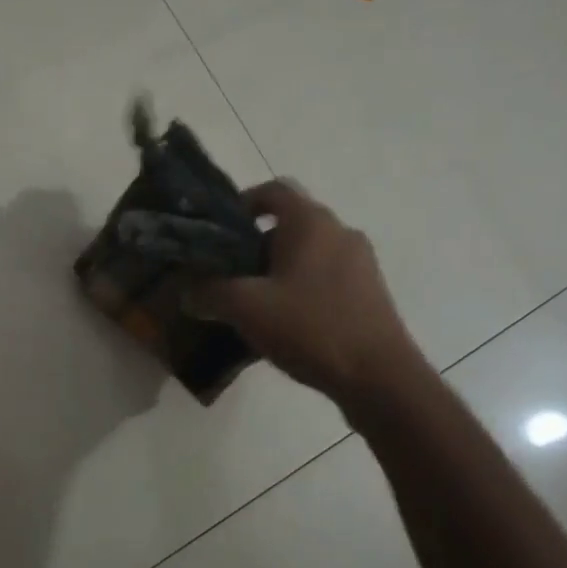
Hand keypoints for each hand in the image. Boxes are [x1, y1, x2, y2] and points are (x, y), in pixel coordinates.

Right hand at [191, 182, 420, 403]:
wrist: (379, 377)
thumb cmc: (310, 328)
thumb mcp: (246, 308)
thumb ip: (209, 293)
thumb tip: (187, 292)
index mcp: (311, 222)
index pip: (273, 190)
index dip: (242, 203)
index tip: (220, 231)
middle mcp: (340, 232)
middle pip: (290, 224)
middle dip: (256, 246)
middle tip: (229, 275)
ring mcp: (360, 263)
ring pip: (309, 254)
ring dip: (279, 271)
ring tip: (254, 304)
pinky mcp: (370, 292)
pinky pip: (326, 278)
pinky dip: (302, 289)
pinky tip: (287, 325)